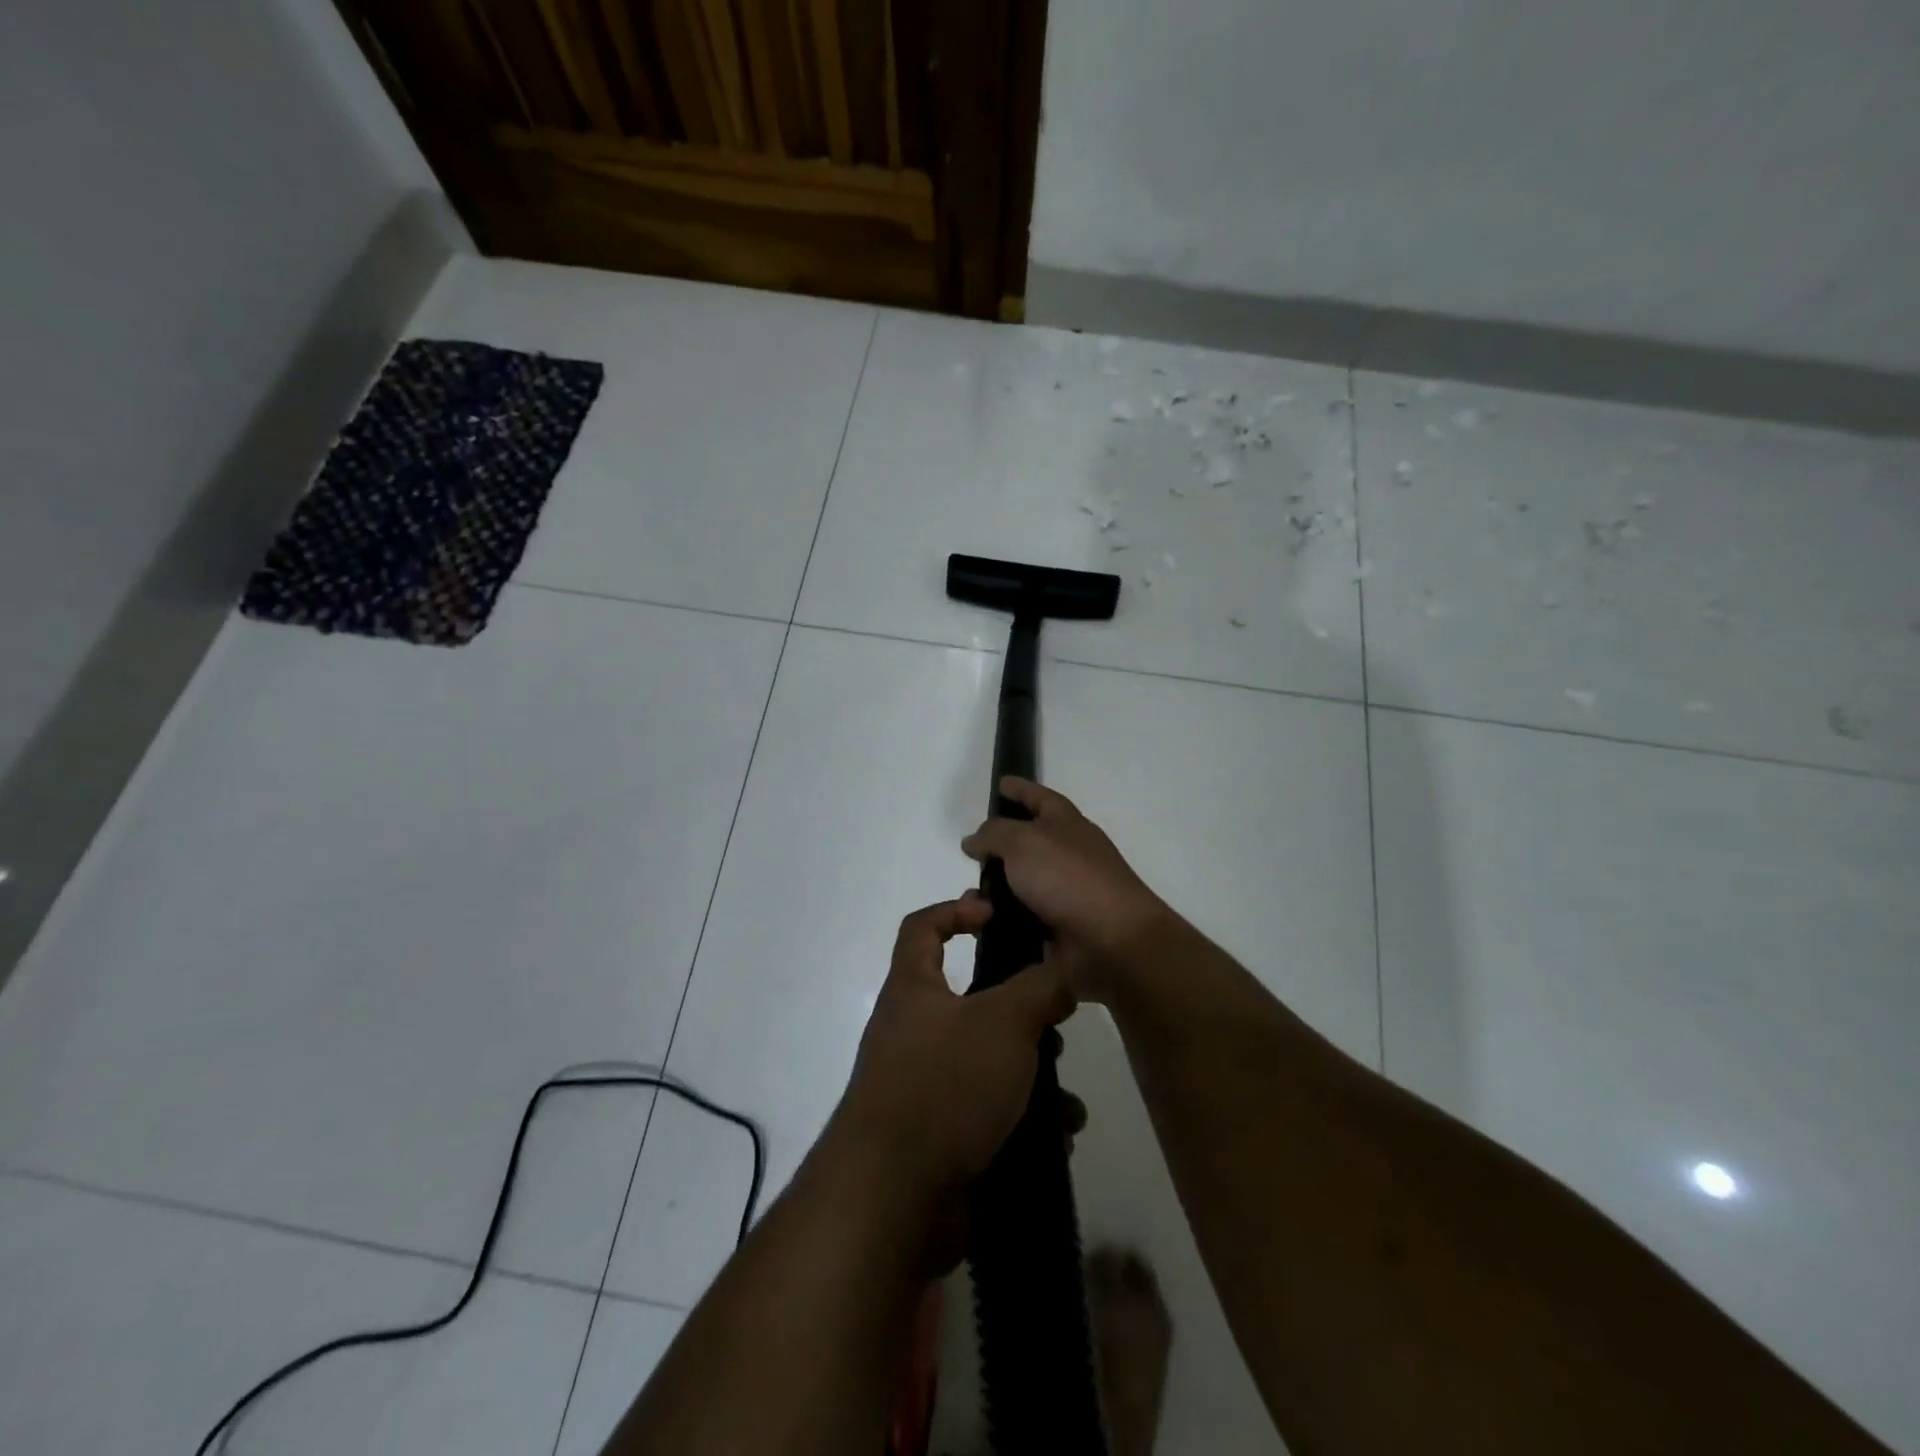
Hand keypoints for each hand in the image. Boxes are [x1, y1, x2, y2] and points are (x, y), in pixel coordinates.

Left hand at [833, 897, 1077, 1210]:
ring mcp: (923, 1087)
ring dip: (1032, 1079)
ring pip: (988, 1064)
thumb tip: (1060, 974)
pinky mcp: (939, 1136)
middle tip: (1055, 1026)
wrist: (894, 1197)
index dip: (955, 909)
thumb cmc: (945, 1084)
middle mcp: (912, 1032)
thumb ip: (1038, 988)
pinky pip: (988, 1115)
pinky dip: (1022, 1122)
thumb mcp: (1003, 1021)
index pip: (922, 927)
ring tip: (1066, 1102)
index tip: (996, 915)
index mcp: (914, 989)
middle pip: (970, 1002)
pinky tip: (1055, 1139)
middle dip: (1019, 1014)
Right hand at [961, 778, 1171, 1001]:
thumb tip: (974, 839)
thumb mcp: (1023, 841)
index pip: (1039, 797)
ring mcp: (1063, 892)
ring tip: (966, 899)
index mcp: (1065, 823)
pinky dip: (999, 921)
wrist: (1111, 941)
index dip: (1020, 788)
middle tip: (969, 851)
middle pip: (1026, 842)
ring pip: (1017, 885)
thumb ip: (993, 834)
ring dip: (991, 891)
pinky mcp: (1057, 928)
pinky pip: (1018, 919)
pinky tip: (978, 924)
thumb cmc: (1068, 878)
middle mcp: (1066, 853)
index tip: (1000, 783)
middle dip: (997, 846)